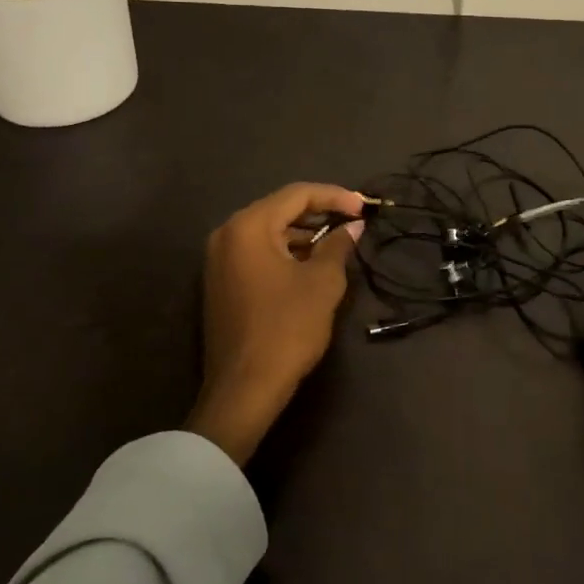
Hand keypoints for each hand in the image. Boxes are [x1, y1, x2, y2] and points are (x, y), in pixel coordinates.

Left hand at [186, 182, 364, 466]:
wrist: (244, 389)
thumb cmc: (286, 329)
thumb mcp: (322, 283)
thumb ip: (338, 246)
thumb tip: (353, 226)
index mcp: (248, 226)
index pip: (297, 194)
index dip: (335, 196)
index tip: (364, 207)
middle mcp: (227, 234)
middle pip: (280, 209)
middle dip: (319, 212)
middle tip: (354, 220)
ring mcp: (220, 259)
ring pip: (269, 231)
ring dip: (304, 232)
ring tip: (338, 241)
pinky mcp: (221, 281)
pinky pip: (258, 251)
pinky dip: (286, 250)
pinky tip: (312, 261)